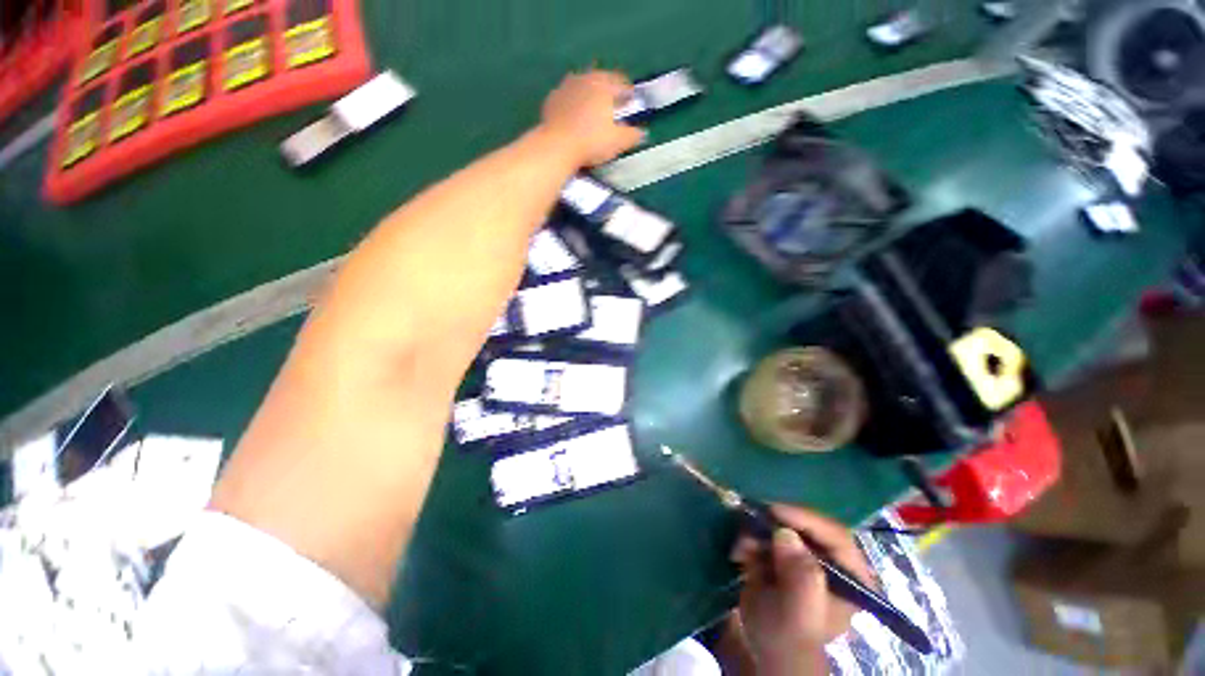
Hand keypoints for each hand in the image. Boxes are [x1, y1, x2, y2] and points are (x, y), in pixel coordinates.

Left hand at [539, 70, 645, 166]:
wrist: (557, 147)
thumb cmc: (592, 142)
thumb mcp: (618, 142)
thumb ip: (632, 135)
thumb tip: (642, 132)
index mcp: (604, 85)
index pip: (622, 83)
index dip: (629, 94)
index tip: (632, 104)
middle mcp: (585, 78)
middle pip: (601, 80)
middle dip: (609, 91)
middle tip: (613, 107)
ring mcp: (566, 87)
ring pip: (583, 86)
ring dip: (590, 95)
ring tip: (593, 111)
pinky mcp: (552, 99)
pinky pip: (567, 97)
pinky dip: (574, 103)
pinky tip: (574, 118)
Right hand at [730, 504, 875, 675]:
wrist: (765, 651)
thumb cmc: (791, 637)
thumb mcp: (799, 611)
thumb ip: (800, 574)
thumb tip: (785, 534)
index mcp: (851, 576)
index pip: (835, 536)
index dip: (806, 519)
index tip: (775, 512)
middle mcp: (830, 560)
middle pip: (806, 525)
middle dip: (775, 523)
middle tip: (751, 521)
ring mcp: (804, 556)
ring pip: (781, 526)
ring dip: (757, 531)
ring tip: (741, 547)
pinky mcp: (781, 554)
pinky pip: (764, 533)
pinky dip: (749, 538)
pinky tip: (739, 554)